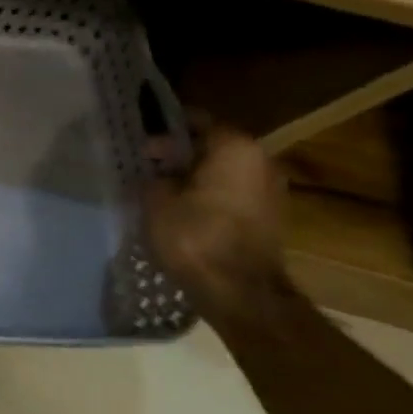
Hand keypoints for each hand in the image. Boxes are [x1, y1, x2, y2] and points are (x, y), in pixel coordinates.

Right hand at [143, 121, 289, 319]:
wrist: (240, 292)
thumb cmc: (195, 236)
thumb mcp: (156, 200)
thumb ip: (154, 177)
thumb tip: (157, 172)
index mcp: (235, 147)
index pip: (198, 121)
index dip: (166, 128)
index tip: (141, 139)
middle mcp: (261, 160)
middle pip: (213, 146)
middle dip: (179, 153)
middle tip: (147, 165)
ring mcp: (270, 190)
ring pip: (222, 171)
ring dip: (194, 176)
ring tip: (160, 188)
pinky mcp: (269, 217)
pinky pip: (231, 193)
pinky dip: (208, 195)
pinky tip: (181, 208)